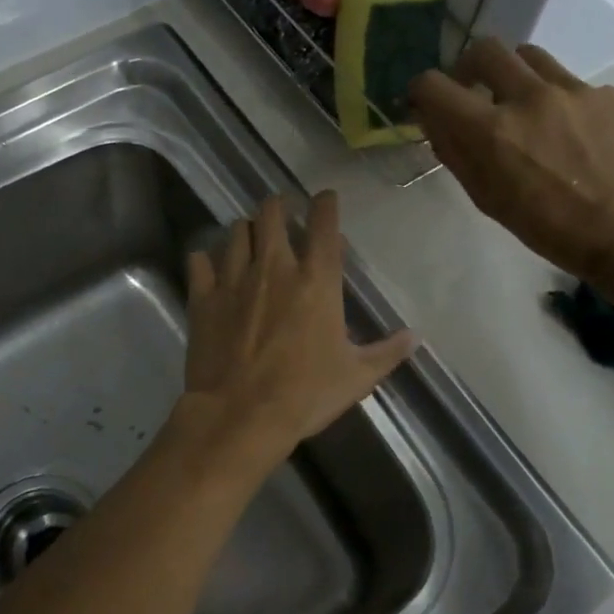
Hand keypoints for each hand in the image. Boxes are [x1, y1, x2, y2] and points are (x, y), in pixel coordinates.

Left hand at [183, 192, 417, 465]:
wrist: (241, 414)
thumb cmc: (305, 394)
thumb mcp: (357, 377)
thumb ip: (387, 352)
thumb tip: (414, 336)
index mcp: (317, 280)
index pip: (324, 224)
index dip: (326, 204)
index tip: (325, 198)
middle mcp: (274, 268)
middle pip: (271, 213)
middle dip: (278, 206)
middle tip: (282, 212)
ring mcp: (234, 279)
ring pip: (236, 232)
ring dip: (246, 230)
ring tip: (250, 238)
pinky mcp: (203, 298)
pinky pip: (199, 262)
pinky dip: (205, 259)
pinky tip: (209, 266)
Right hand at [409, 39, 613, 287]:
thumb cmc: (547, 228)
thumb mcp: (487, 198)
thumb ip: (456, 153)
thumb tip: (435, 121)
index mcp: (491, 131)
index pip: (434, 85)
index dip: (422, 92)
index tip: (428, 104)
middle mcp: (529, 98)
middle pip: (484, 50)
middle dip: (468, 68)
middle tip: (473, 92)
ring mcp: (574, 91)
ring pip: (528, 56)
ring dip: (513, 76)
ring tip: (523, 107)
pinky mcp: (608, 94)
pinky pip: (569, 83)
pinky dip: (557, 100)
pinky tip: (570, 134)